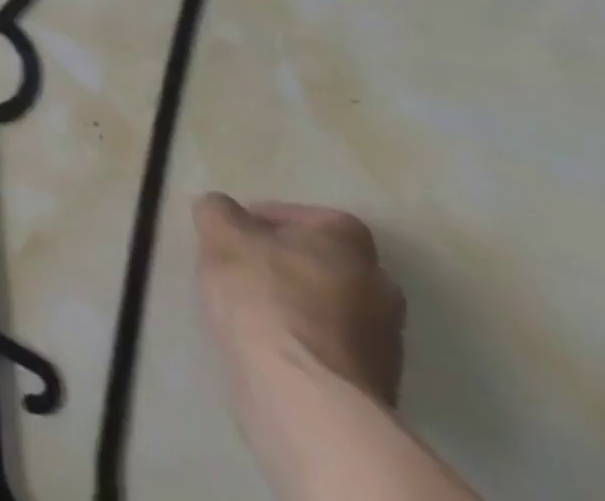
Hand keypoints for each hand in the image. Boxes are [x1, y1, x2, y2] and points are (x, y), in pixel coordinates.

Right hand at [194, 195, 405, 408]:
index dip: (274, 218)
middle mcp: (381, 287)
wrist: (305, 394)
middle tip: (245, 265)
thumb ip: (218, 210)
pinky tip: (269, 343)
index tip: (240, 230)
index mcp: (351, 245)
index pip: (316, 217)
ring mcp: (385, 343)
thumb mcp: (219, 232)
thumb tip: (223, 210)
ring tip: (250, 307)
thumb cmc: (264, 295)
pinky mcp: (375, 385)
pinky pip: (332, 345)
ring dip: (298, 302)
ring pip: (333, 306)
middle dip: (289, 262)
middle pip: (329, 263)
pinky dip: (304, 339)